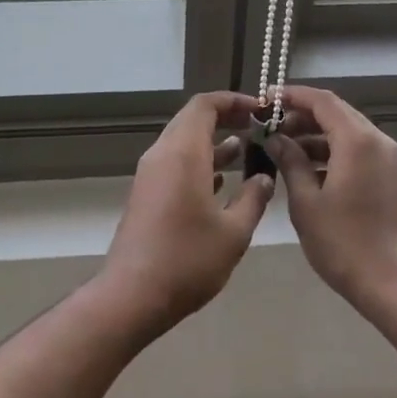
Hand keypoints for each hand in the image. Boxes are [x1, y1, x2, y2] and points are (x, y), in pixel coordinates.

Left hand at [99, 91, 274, 336]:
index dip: (232, 101)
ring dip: (213, 141)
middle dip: (225, 118)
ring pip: (183, 142)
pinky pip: (175, 162)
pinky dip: (199, 161)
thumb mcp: (234, 233)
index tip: (259, 108)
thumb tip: (264, 178)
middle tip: (256, 126)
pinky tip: (222, 181)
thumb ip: (253, 199)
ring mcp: (151, 174)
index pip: (204, 105)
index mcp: (183, 153)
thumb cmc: (187, 260)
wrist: (131, 296)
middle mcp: (163, 154)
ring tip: (247, 149)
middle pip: (192, 119)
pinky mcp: (146, 193)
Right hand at [268, 85, 396, 314]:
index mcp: (357, 141)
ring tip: (286, 150)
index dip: (293, 96)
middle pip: (337, 113)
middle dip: (303, 116)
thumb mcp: (306, 202)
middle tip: (273, 127)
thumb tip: (276, 139)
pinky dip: (336, 151)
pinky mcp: (394, 178)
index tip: (266, 100)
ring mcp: (391, 159)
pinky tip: (312, 171)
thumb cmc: (343, 243)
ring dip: (318, 135)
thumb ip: (290, 162)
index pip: (322, 101)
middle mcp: (379, 141)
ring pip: (350, 133)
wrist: (393, 285)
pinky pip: (361, 151)